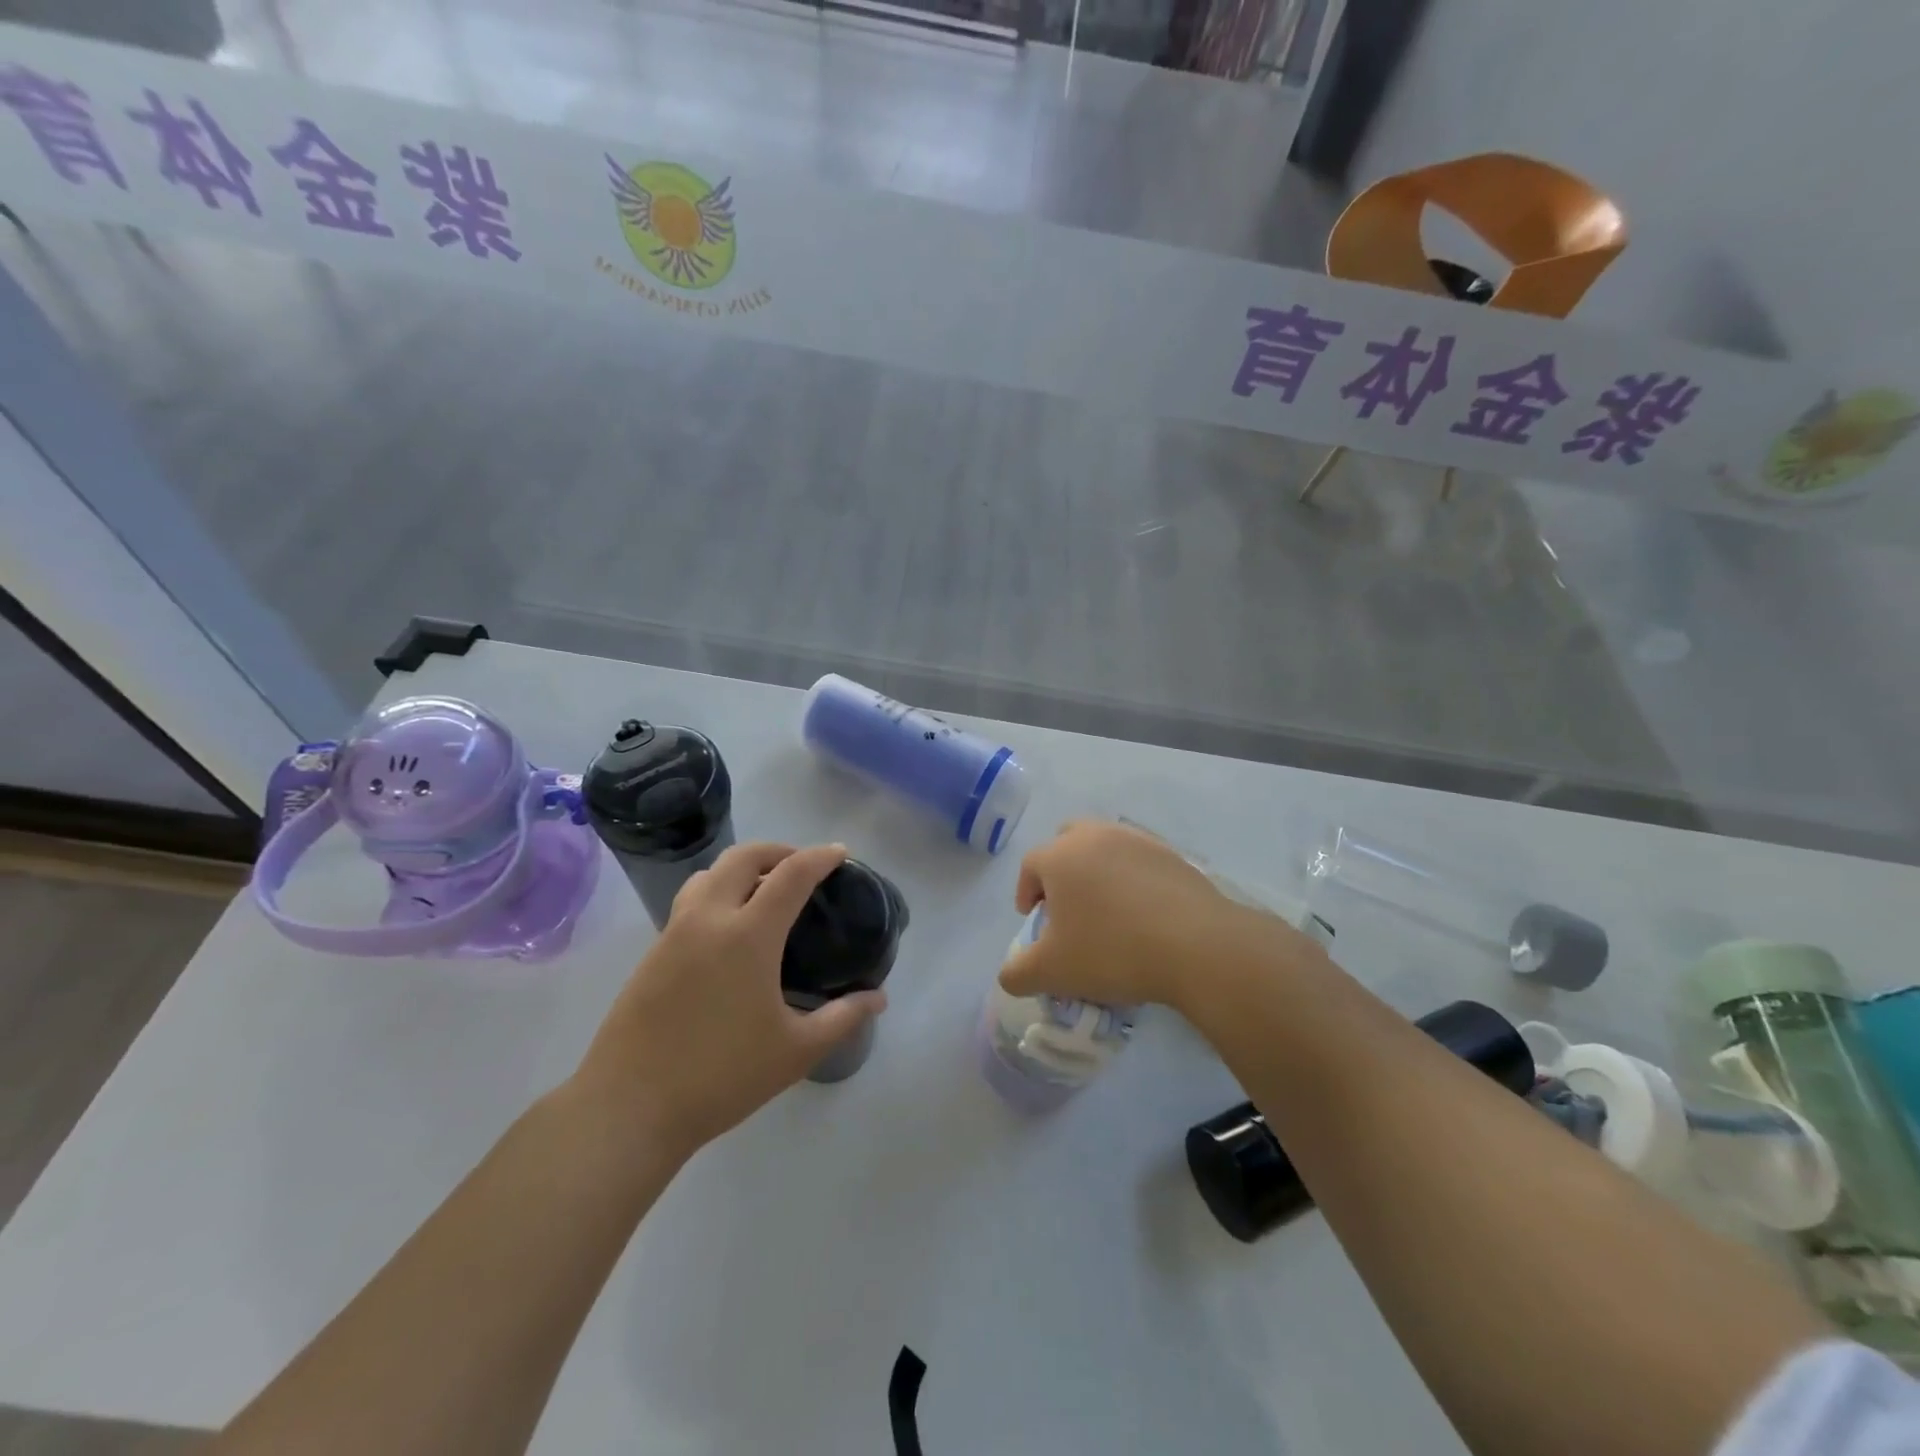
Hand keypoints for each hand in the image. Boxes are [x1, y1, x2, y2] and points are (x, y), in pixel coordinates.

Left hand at [570, 842, 885, 1158]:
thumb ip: (842, 1018)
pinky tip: (729, 932)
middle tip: (802, 866)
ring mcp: (674, 933)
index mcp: (748, 934)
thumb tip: (878, 999)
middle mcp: (709, 919)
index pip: (791, 874)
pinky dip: (717, 894)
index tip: (840, 853)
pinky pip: (690, 902)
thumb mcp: (796, 1051)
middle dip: (777, 850)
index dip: (820, 857)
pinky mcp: (652, 953)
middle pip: (743, 857)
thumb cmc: (721, 1076)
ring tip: (763, 891)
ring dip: (741, 868)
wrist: (629, 1106)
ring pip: (708, 875)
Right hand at [998, 820, 1323, 1015]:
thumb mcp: (1053, 972)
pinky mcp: (1172, 854)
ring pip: (1105, 845)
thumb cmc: (1112, 951)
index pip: (1030, 866)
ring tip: (1106, 909)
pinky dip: (1132, 877)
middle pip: (1067, 841)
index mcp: (1060, 856)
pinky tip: (1142, 912)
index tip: (1032, 919)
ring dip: (1097, 870)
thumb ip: (1018, 974)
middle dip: (1060, 869)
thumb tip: (1008, 975)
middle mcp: (1095, 836)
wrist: (1197, 945)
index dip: (1026, 892)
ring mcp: (1137, 840)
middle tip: (1067, 905)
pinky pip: (1139, 860)